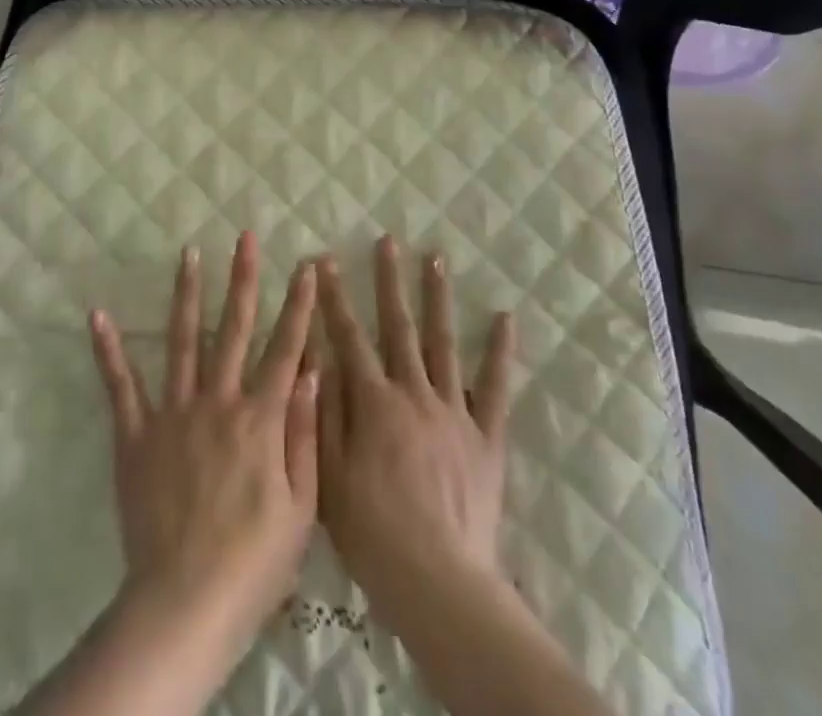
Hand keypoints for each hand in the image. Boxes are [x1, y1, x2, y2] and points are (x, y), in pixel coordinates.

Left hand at [89, 232, 320, 650]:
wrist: (185, 603)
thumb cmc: (254, 562)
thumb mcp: (301, 508)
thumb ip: (307, 434)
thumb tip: (315, 371)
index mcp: (260, 418)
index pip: (286, 349)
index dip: (298, 305)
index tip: (305, 265)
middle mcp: (217, 401)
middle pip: (234, 329)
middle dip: (243, 279)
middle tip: (245, 236)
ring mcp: (173, 413)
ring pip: (182, 341)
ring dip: (187, 294)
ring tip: (190, 254)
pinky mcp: (136, 434)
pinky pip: (121, 385)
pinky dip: (109, 349)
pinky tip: (98, 314)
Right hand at [316, 236, 516, 628]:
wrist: (439, 581)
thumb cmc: (373, 533)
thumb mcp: (328, 475)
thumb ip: (323, 413)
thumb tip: (317, 357)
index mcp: (374, 402)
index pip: (348, 337)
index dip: (333, 298)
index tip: (324, 260)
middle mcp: (414, 393)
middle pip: (399, 326)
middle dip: (389, 280)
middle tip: (387, 240)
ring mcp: (454, 411)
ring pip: (443, 343)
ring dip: (437, 298)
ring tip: (435, 258)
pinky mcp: (487, 436)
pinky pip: (497, 387)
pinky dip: (500, 351)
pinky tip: (504, 317)